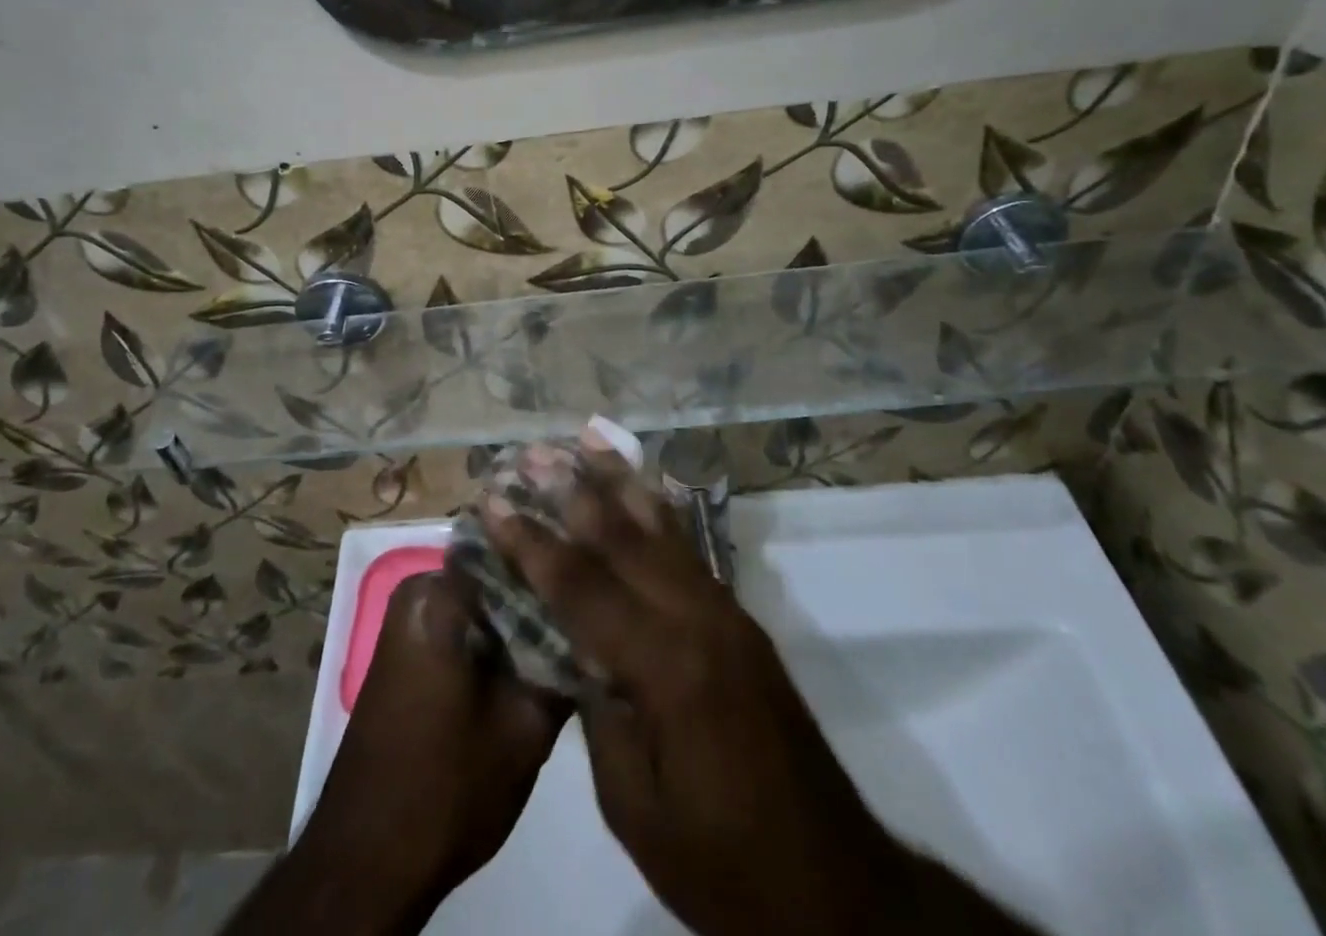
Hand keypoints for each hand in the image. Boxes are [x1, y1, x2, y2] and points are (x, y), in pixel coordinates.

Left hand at [297, 570, 566, 921]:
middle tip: (590, 617)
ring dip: (522, 621)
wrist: (368, 861)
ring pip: (484, 602)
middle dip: (542, 595)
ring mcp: (409, 620)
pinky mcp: (409, 651)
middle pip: (498, 574)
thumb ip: (563, 662)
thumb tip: (594, 626)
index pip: (515, 550)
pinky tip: (532, 664)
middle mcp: (418, 591)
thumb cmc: (447, 788)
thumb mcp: (526, 728)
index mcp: (440, 592)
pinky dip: (497, 640)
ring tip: (571, 638)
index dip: (559, 563)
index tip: (598, 582)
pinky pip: (465, 624)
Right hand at [486, 454, 1033, 935]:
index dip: (530, 542)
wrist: (833, 885)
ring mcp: (725, 612)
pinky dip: (658, 509)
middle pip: (622, 537)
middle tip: (531, 453)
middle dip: (571, 491)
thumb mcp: (634, 805)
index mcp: (665, 666)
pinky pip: (688, 548)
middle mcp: (697, 618)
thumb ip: (598, 711)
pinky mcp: (740, 619)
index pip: (581, 587)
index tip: (492, 501)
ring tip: (585, 440)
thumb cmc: (721, 862)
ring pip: (661, 528)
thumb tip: (574, 647)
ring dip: (618, 482)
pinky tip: (643, 486)